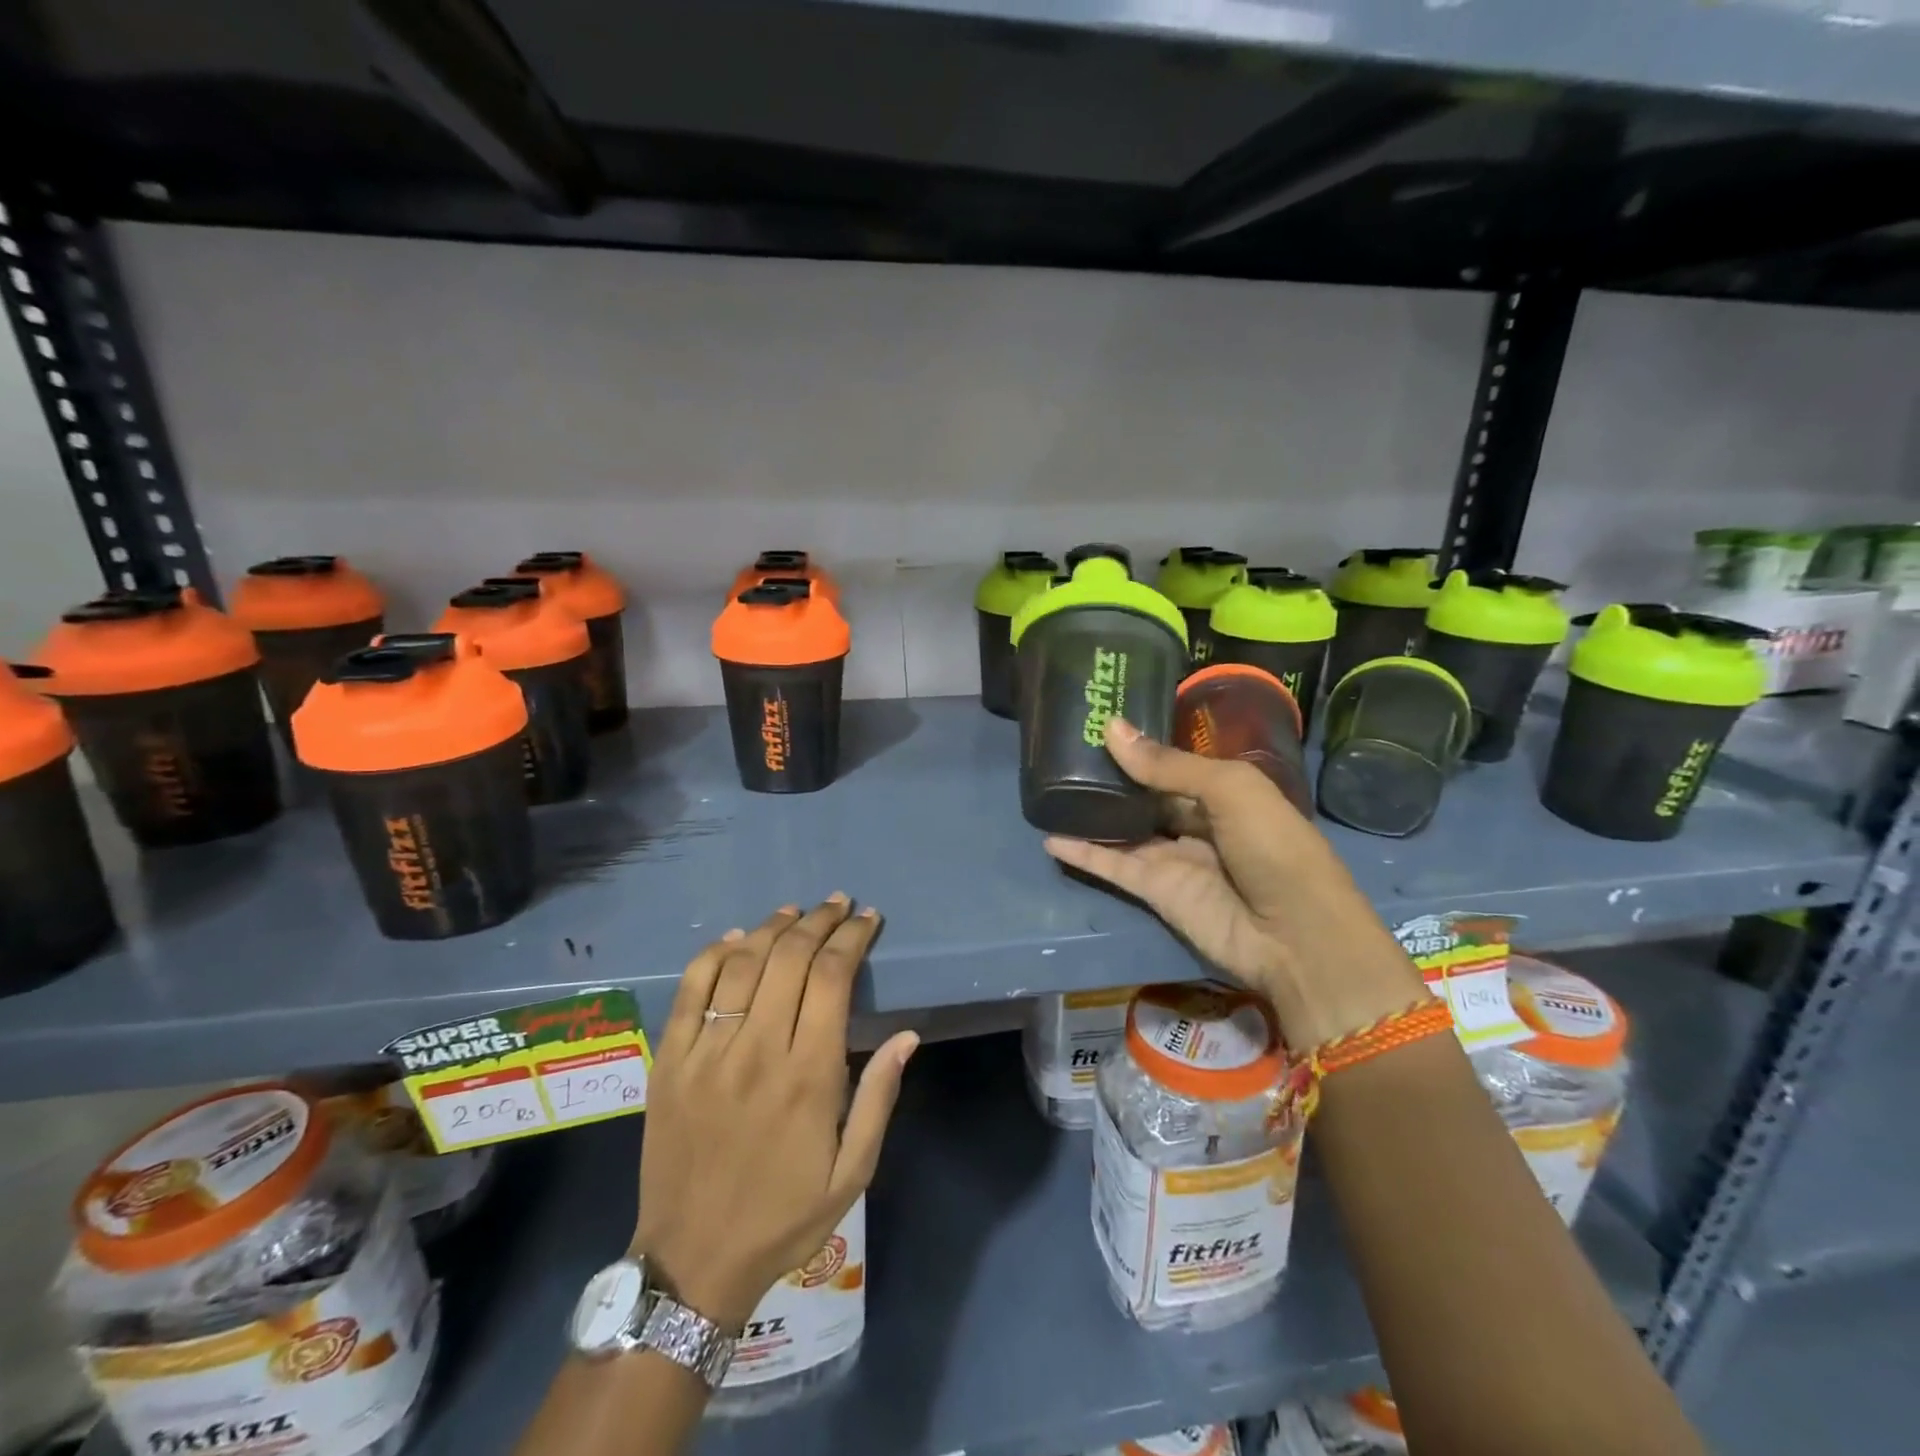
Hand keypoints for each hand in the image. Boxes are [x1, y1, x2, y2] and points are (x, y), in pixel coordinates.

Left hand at [634, 896, 917, 1330]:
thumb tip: (906, 1035)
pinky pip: (690, 989)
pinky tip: (736, 939)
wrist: (692, 1261)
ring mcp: (707, 1053)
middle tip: (838, 904)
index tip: (868, 918)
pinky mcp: (670, 1061)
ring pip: (742, 963)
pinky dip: (714, 954)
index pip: (833, 977)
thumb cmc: (784, 1217)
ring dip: (773, 927)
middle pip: (790, 957)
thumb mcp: (852, 1172)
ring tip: (796, 912)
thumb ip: (879, 1098)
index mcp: (808, 1075)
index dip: (852, 938)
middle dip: (820, 921)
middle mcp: (758, 1050)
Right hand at [1043, 719, 1426, 1048]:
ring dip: (1091, 814)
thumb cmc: (1275, 848)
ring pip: (1124, 830)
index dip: (1141, 746)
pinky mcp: (1155, 891)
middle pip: (1146, 795)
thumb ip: (1167, 765)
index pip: (1174, 764)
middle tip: (1064, 751)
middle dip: (1112, 777)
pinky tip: (1049, 838)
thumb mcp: (1230, 790)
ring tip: (1049, 789)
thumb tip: (1112, 729)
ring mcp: (1174, 859)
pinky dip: (1083, 854)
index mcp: (1225, 793)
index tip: (1098, 723)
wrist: (1295, 937)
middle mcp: (1197, 822)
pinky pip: (1112, 867)